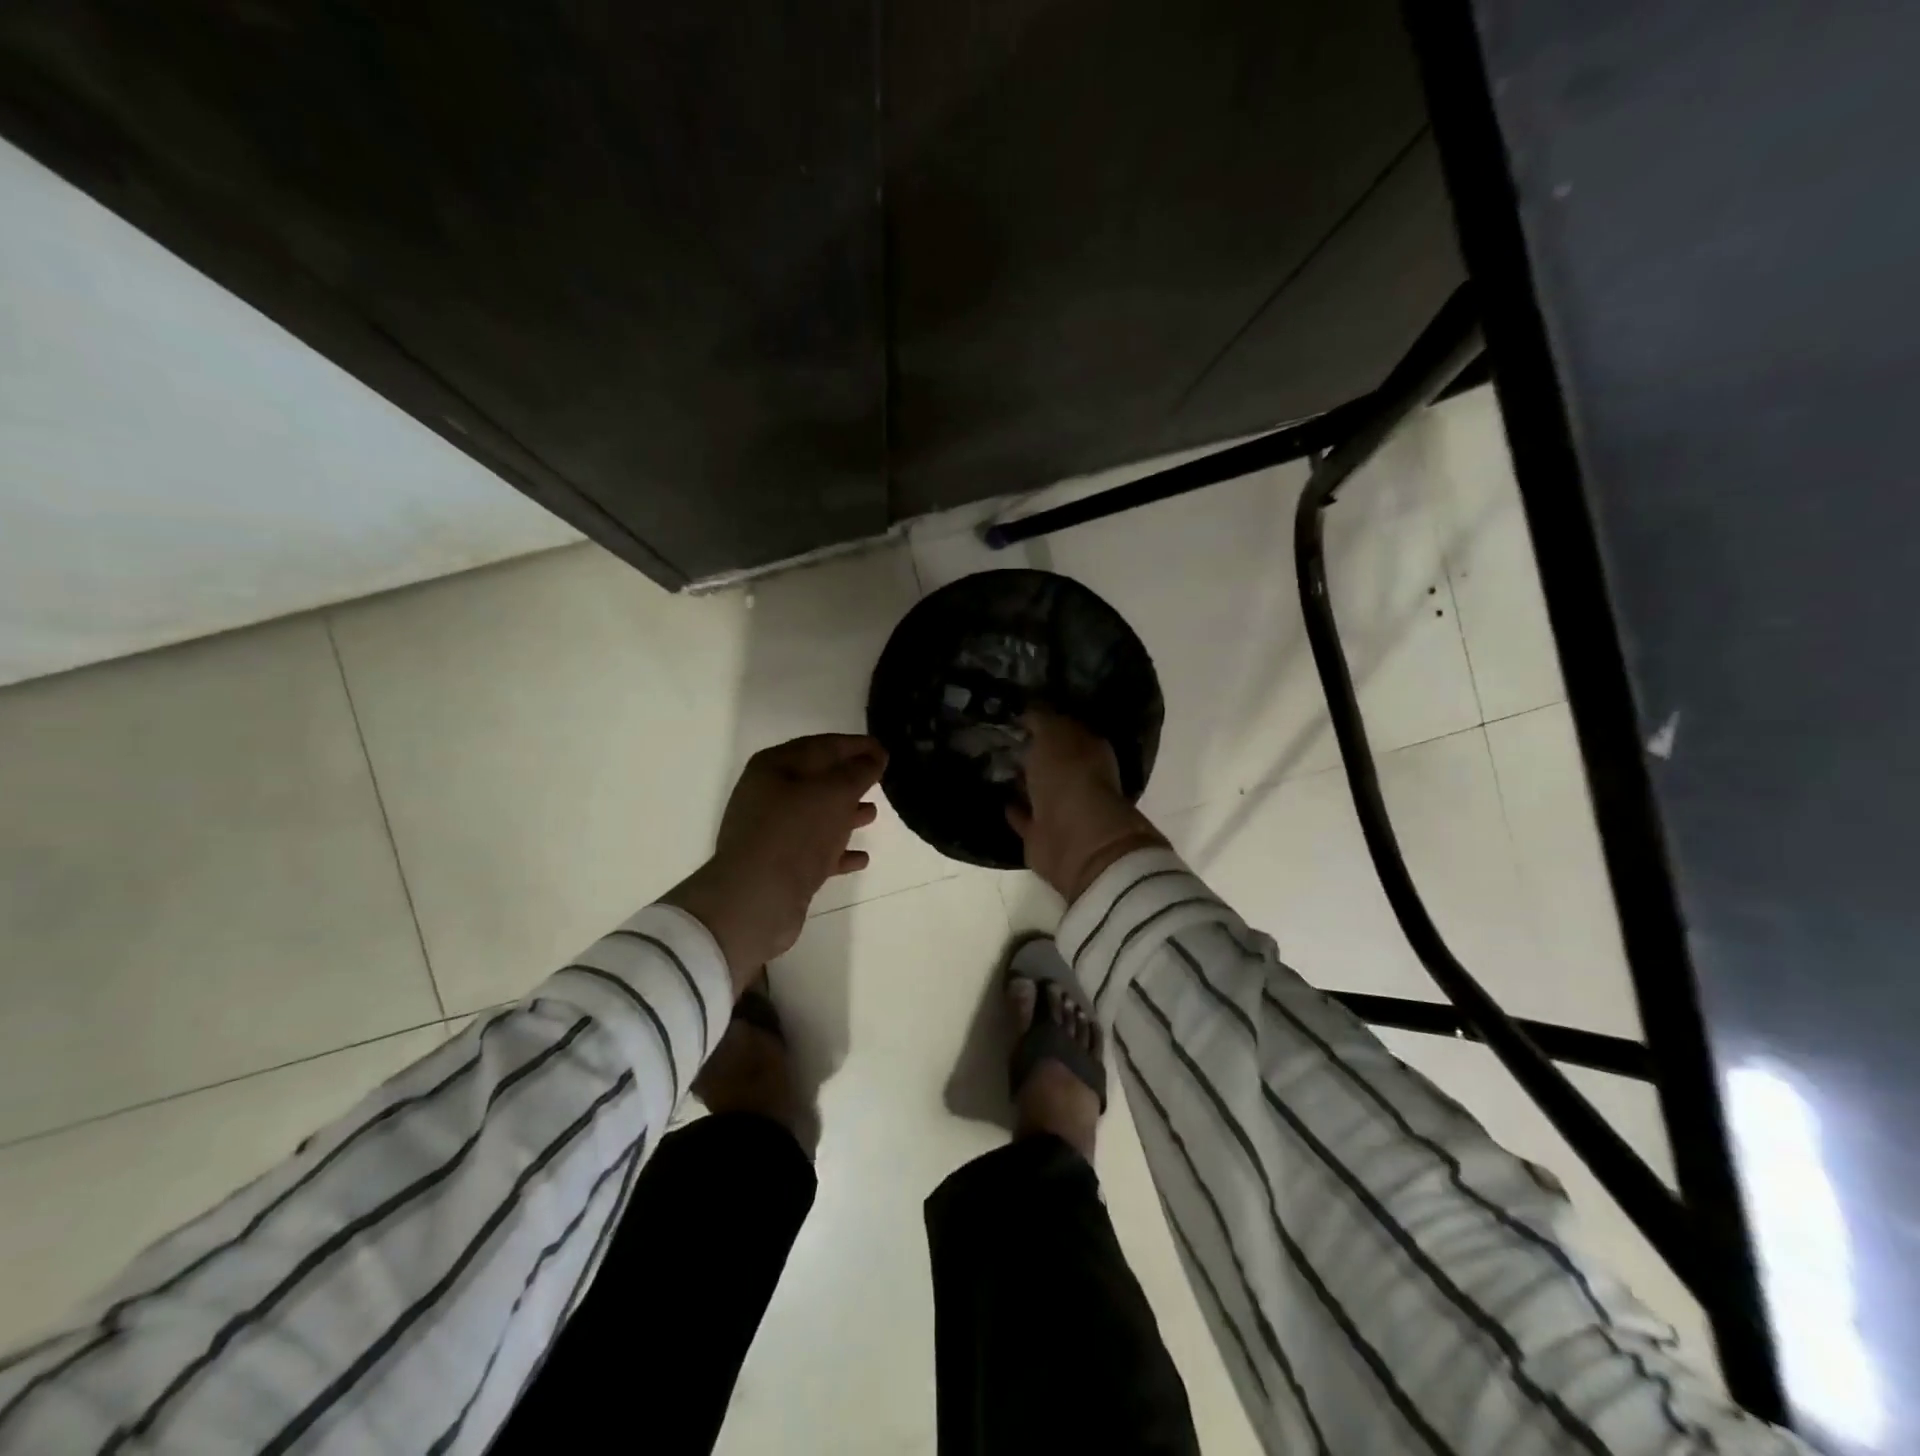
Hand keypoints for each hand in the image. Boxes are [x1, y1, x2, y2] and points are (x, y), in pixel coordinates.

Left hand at [665, 734, 886, 990]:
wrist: (755, 898)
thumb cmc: (795, 833)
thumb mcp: (834, 793)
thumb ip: (859, 771)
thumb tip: (874, 756)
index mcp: (775, 766)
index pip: (823, 745)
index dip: (856, 745)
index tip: (886, 750)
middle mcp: (768, 794)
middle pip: (818, 779)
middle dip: (849, 779)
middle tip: (881, 780)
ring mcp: (771, 831)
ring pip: (816, 814)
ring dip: (845, 813)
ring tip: (873, 814)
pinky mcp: (778, 864)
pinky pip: (814, 849)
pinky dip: (838, 850)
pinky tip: (861, 857)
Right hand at [1008, 709, 1166, 902]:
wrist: (1074, 839)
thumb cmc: (1069, 777)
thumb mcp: (1053, 735)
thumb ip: (1041, 719)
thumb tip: (1028, 710)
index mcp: (1089, 750)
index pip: (1065, 728)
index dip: (1044, 720)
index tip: (1017, 712)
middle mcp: (1078, 778)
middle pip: (1051, 759)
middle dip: (1032, 749)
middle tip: (1000, 735)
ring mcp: (1060, 808)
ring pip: (1037, 788)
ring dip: (1021, 778)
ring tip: (993, 763)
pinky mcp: (1042, 834)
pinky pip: (1024, 816)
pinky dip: (1013, 808)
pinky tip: (996, 796)